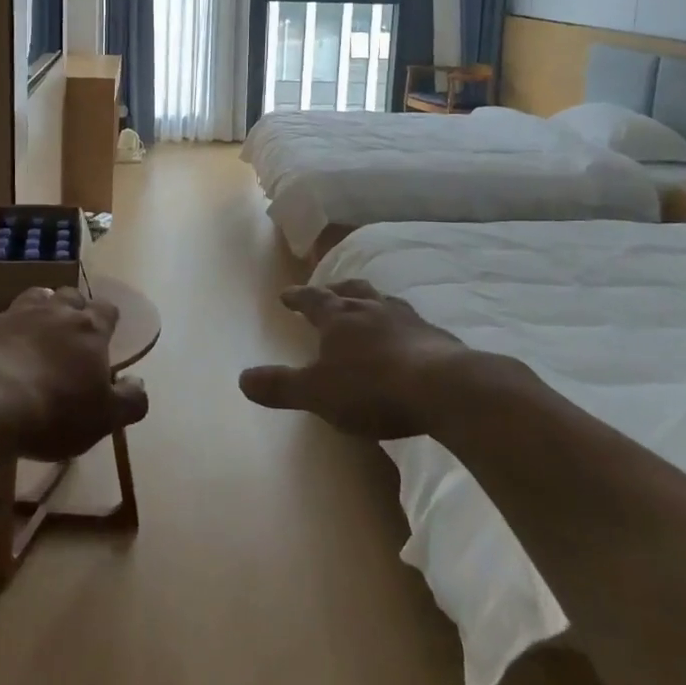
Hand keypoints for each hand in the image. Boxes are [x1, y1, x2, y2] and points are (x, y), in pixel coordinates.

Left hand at [0, 287, 148, 459]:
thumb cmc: (53, 413)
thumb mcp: (104, 419)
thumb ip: (129, 400)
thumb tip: (139, 382)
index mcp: (89, 330)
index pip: (107, 311)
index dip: (108, 319)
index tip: (107, 331)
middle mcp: (53, 312)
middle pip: (68, 296)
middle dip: (71, 307)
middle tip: (69, 327)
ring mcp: (12, 313)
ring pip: (30, 296)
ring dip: (35, 306)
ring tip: (32, 324)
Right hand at [239, 279, 482, 438]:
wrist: (443, 389)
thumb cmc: (371, 388)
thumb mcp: (317, 393)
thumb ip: (280, 386)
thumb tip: (241, 379)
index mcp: (339, 318)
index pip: (312, 300)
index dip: (298, 297)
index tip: (286, 294)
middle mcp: (372, 309)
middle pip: (351, 291)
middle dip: (336, 291)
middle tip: (328, 292)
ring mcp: (408, 320)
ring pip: (384, 302)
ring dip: (372, 303)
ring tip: (369, 309)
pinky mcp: (438, 338)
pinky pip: (414, 325)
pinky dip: (403, 327)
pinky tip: (408, 339)